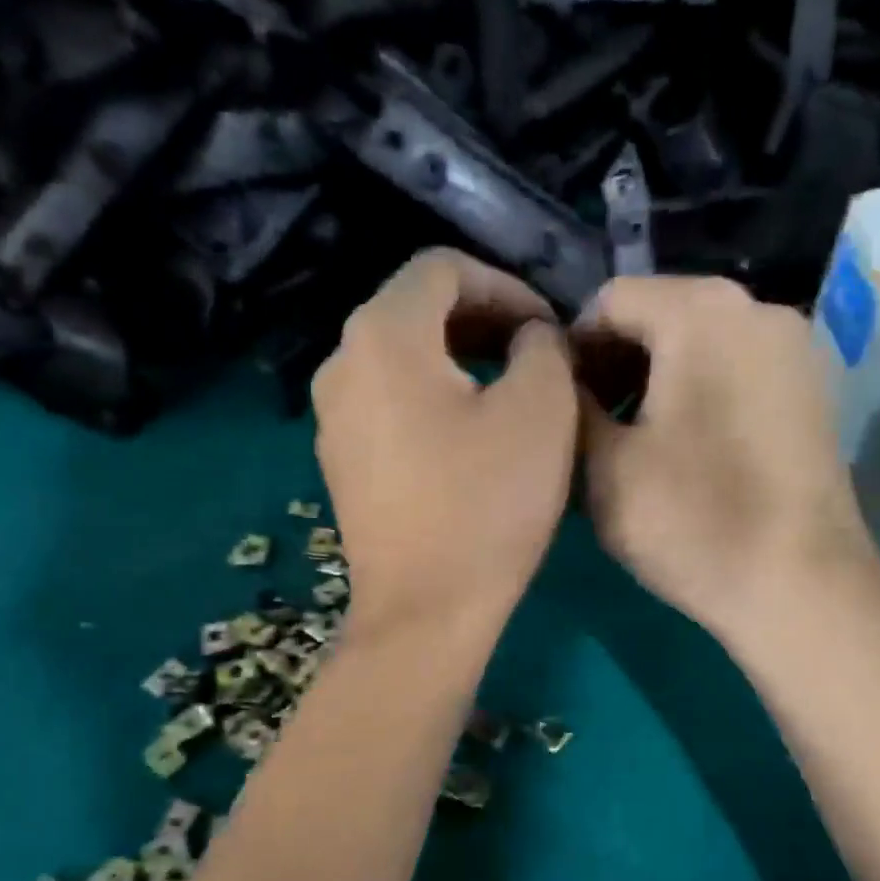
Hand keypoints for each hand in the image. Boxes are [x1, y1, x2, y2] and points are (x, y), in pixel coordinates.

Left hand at [314, 249, 576, 652]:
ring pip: (400, 361)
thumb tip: (527, 338)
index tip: (547, 328)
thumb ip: (542, 345)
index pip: (442, 268)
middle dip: (482, 321)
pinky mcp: (341, 464)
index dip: (505, 285)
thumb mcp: (541, 409)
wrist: (425, 612)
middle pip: (415, 311)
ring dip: (458, 361)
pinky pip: (388, 406)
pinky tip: (469, 438)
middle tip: (536, 354)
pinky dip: (431, 401)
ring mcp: (332, 419)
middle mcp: (340, 365)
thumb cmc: (486, 506)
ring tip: (510, 392)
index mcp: (382, 335)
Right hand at [576, 276, 879, 647]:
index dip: (571, 349)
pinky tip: (684, 452)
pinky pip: (737, 371)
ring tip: (631, 444)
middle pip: (661, 315)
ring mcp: (796, 350)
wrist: (800, 587)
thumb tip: (560, 378)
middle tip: (589, 428)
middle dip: (614, 364)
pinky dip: (698, 394)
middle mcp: (758, 309)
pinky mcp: (814, 392)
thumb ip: (569, 403)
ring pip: (700, 345)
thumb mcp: (602, 465)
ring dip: (653, 381)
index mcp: (702, 312)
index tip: (556, 405)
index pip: (611, 300)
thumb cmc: (691, 520)